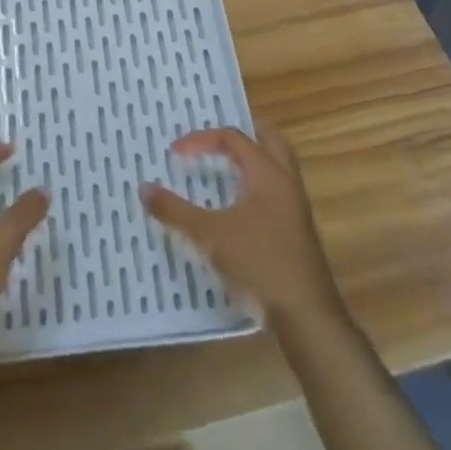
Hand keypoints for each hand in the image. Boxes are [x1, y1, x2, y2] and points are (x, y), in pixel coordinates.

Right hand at [141, 122, 345, 330]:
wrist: (306, 317)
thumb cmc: (259, 262)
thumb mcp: (209, 235)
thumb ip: (175, 210)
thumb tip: (144, 187)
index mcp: (267, 172)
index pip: (233, 138)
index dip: (202, 139)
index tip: (175, 153)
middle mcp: (285, 182)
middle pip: (269, 140)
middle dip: (244, 132)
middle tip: (216, 135)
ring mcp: (295, 208)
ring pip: (276, 167)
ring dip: (252, 159)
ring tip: (224, 163)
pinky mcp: (296, 232)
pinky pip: (276, 191)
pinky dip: (256, 185)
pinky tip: (237, 204)